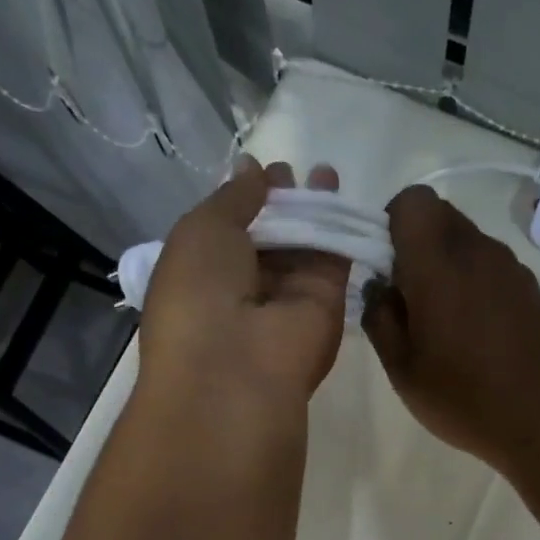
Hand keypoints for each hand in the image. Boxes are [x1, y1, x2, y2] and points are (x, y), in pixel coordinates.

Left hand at [138, 158, 349, 414]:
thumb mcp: (201, 229)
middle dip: (283, 202)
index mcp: (204, 276)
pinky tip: (340, 192)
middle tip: (296, 169)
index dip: (246, 199)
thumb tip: (252, 169)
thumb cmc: (198, 294)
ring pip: (304, 246)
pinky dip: (338, 227)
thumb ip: (233, 197)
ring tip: (325, 171)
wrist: (235, 370)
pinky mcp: (326, 306)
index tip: (263, 171)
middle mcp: (245, 290)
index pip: (229, 233)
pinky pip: (333, 259)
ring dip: (314, 209)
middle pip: (271, 239)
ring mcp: (287, 300)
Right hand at [363, 185, 539, 477]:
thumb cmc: (466, 398)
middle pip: (440, 216)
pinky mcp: (533, 290)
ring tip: (442, 324)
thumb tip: (378, 288)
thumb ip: (380, 319)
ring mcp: (512, 269)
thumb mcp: (403, 370)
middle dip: (415, 245)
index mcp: (439, 263)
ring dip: (446, 267)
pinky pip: (491, 269)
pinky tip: (475, 335)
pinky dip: (474, 285)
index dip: (390, 224)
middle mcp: (479, 251)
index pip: (412, 201)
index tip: (384, 267)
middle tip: (407, 299)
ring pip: (468, 243)